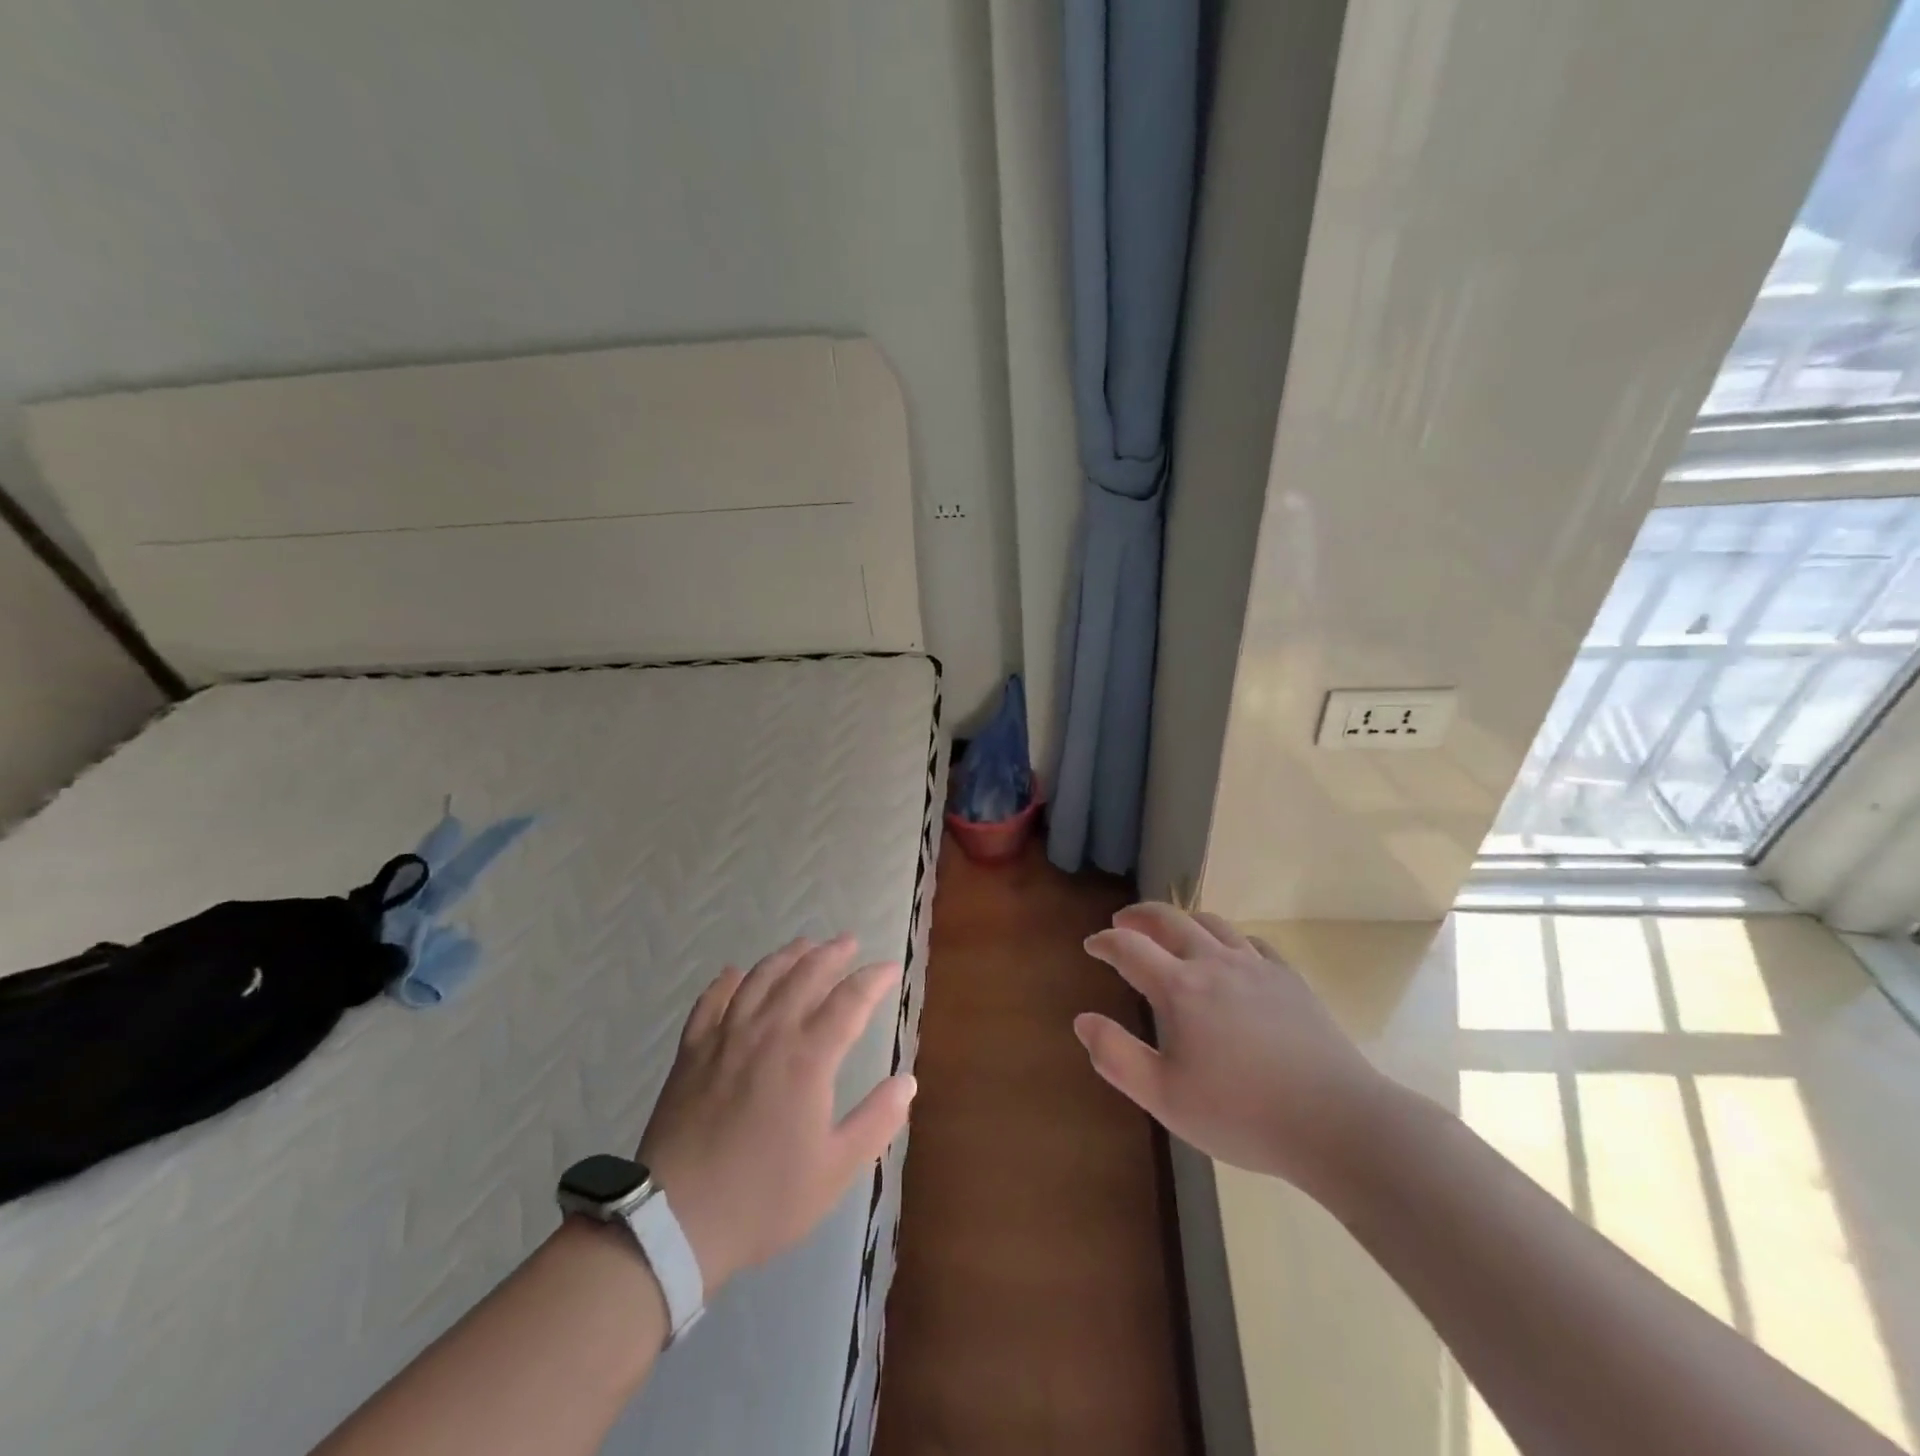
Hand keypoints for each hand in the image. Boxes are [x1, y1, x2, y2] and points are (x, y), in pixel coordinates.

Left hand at [637, 935, 914, 1292]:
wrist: (674, 1222)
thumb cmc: (763, 1198)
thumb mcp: (834, 1170)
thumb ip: (877, 1121)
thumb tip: (908, 1081)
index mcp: (808, 1058)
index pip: (850, 1000)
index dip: (874, 979)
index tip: (890, 969)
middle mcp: (768, 1033)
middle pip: (804, 975)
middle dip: (832, 953)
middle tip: (849, 942)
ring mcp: (725, 1038)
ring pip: (760, 978)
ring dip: (786, 956)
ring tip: (804, 944)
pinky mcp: (692, 1052)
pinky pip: (711, 1002)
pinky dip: (726, 982)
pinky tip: (734, 973)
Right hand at [1076, 904, 1389, 1191]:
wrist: (1337, 1122)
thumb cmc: (1242, 1115)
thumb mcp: (1165, 1098)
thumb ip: (1117, 1056)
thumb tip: (1083, 1020)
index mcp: (1180, 988)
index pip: (1130, 948)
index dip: (1105, 942)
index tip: (1092, 944)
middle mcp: (1215, 963)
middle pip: (1169, 919)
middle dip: (1139, 915)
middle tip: (1122, 921)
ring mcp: (1257, 967)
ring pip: (1212, 923)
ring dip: (1182, 920)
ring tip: (1171, 931)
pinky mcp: (1290, 979)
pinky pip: (1251, 942)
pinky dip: (1227, 938)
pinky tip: (1230, 955)